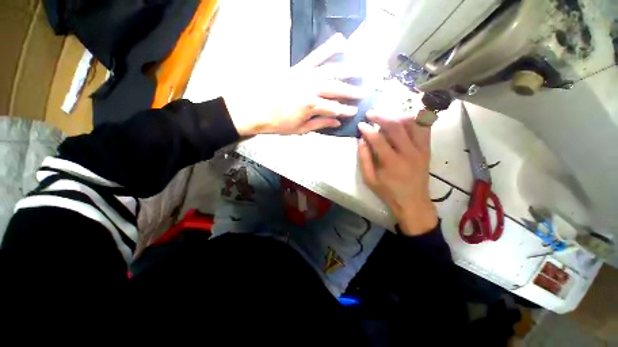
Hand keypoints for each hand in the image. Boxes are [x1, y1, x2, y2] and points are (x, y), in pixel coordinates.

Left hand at [223, 34, 364, 135]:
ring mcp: (305, 75)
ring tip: (361, 69)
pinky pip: (316, 55)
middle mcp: (311, 88)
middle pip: (336, 88)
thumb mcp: (300, 129)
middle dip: (351, 91)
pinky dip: (328, 48)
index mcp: (311, 105)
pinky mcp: (298, 67)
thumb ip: (320, 124)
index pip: (334, 108)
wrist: (256, 110)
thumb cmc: (278, 123)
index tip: (355, 111)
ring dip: (348, 70)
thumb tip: (337, 122)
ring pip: (331, 70)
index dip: (346, 111)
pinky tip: (340, 41)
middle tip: (364, 92)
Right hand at [357, 111, 437, 235]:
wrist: (413, 202)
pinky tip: (405, 119)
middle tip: (371, 113)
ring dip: (398, 116)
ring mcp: (421, 150)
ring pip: (412, 123)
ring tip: (387, 116)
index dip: (368, 130)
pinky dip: (415, 120)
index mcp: (392, 163)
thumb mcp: (370, 179)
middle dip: (381, 117)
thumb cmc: (388, 192)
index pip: (378, 139)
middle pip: (396, 127)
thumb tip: (361, 140)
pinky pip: (424, 128)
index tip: (360, 124)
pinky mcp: (427, 149)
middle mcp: (409, 153)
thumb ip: (364, 159)